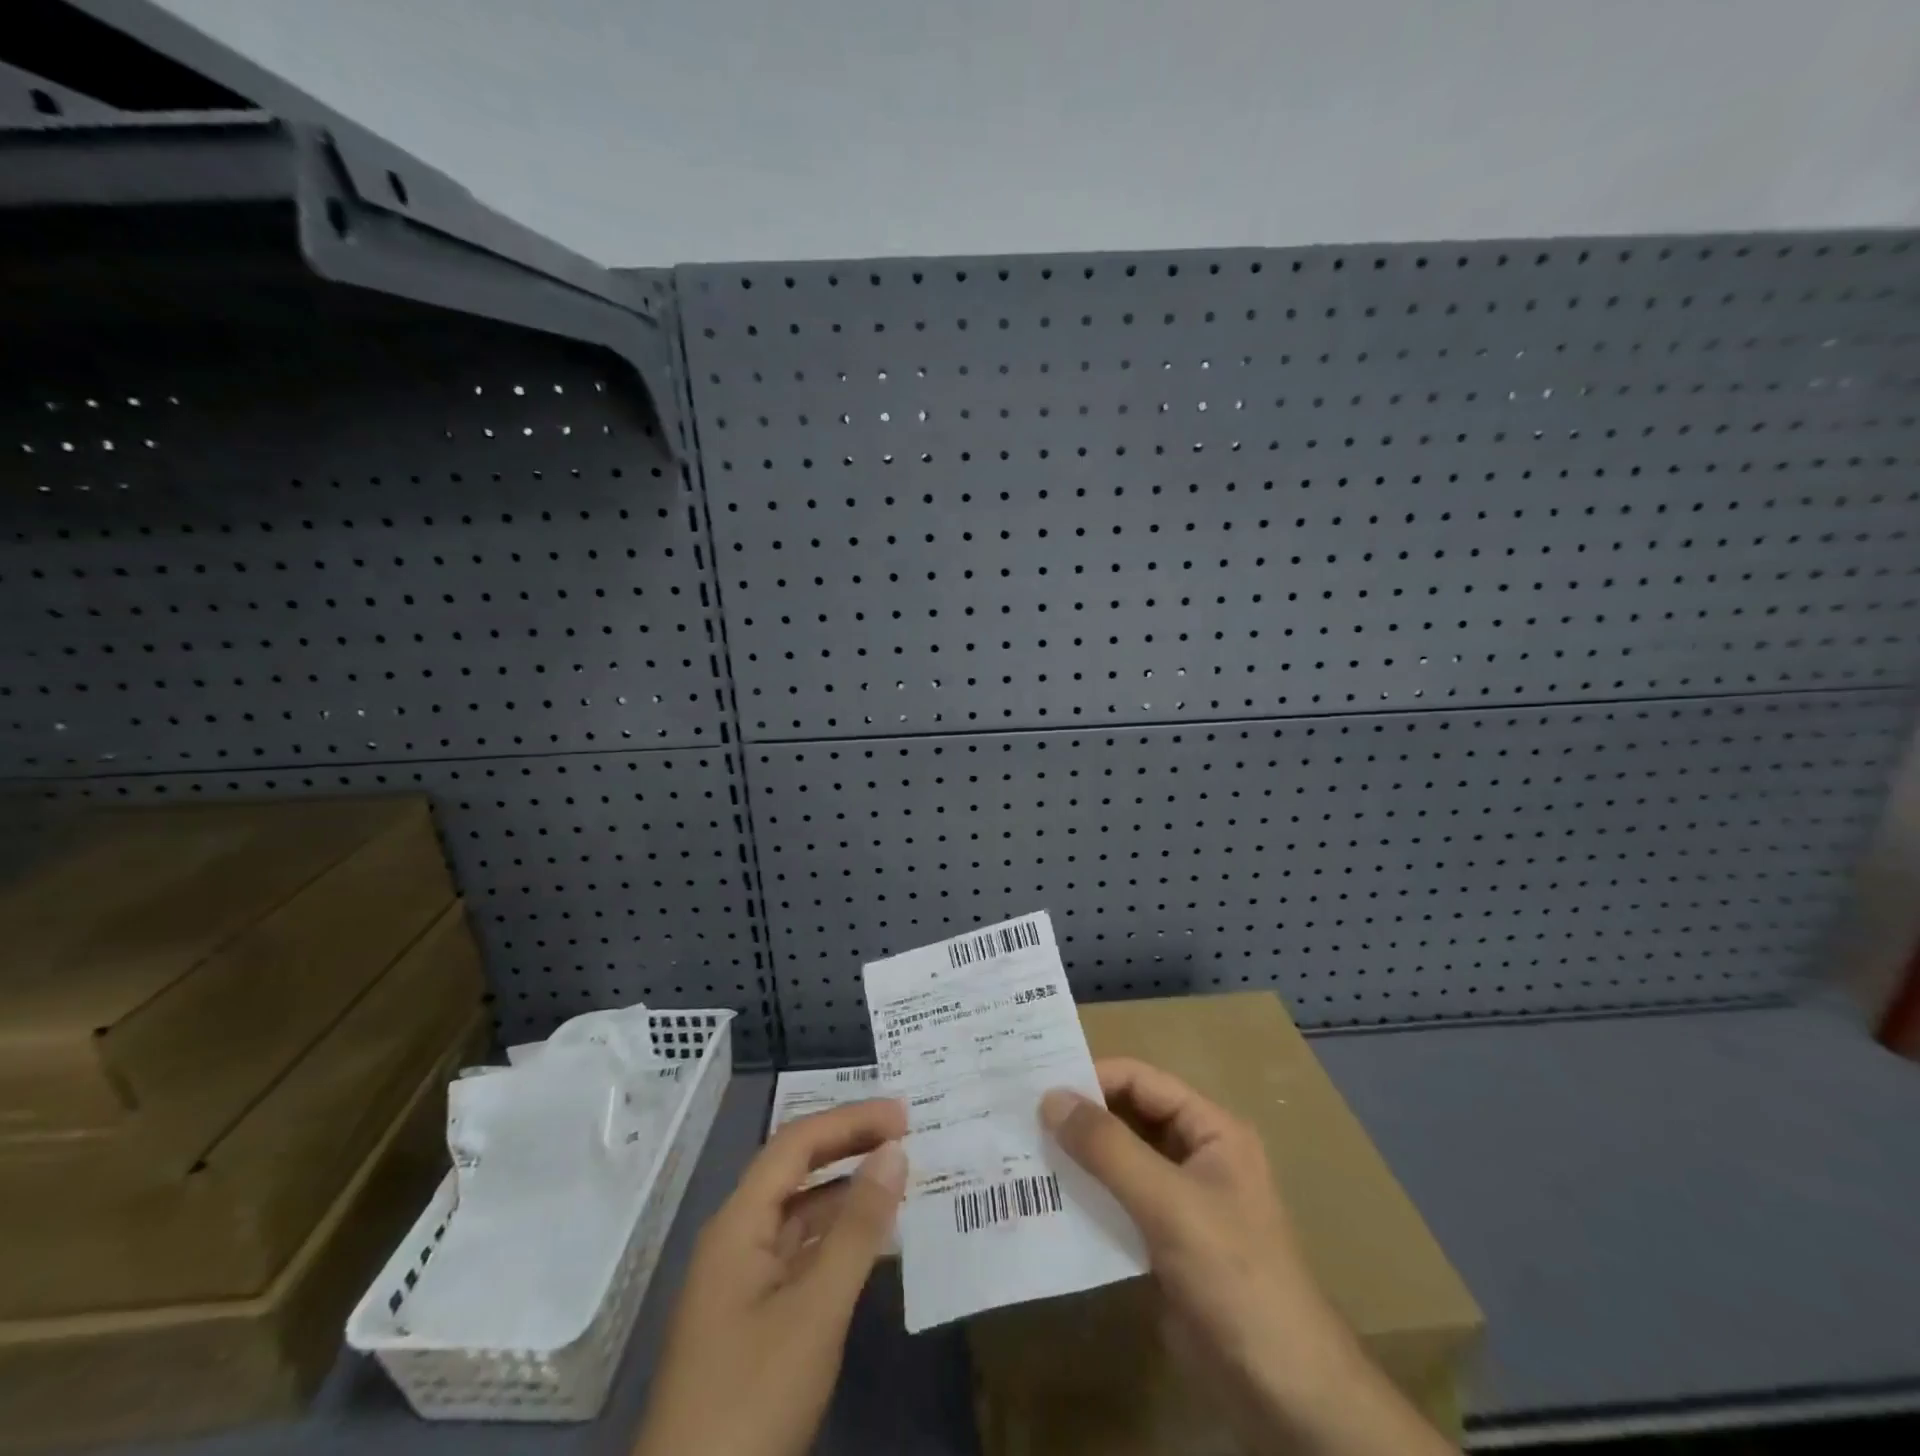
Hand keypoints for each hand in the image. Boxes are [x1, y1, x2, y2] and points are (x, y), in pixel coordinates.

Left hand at [633, 1099, 907, 1455]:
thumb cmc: (751, 1400)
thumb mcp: (816, 1311)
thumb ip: (857, 1227)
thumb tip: (894, 1151)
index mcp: (738, 1223)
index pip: (796, 1143)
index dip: (849, 1121)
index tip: (904, 1116)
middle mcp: (735, 1239)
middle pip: (794, 1170)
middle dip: (847, 1145)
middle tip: (905, 1135)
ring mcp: (740, 1282)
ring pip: (798, 1213)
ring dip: (844, 1190)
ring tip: (896, 1179)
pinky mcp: (751, 1320)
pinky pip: (799, 1253)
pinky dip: (835, 1236)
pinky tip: (869, 1243)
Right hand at [1041, 1058, 1451, 1455]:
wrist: (1282, 1394)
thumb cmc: (1233, 1276)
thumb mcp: (1169, 1203)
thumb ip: (1109, 1149)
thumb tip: (1050, 1098)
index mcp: (1210, 1130)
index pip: (1142, 1082)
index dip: (1093, 1078)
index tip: (1038, 1084)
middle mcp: (1194, 1154)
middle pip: (1128, 1117)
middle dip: (1080, 1116)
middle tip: (1020, 1114)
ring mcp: (1178, 1199)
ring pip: (1118, 1160)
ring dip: (1077, 1157)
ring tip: (1021, 1151)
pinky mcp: (1162, 1241)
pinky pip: (1116, 1202)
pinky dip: (1085, 1196)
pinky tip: (1045, 1199)